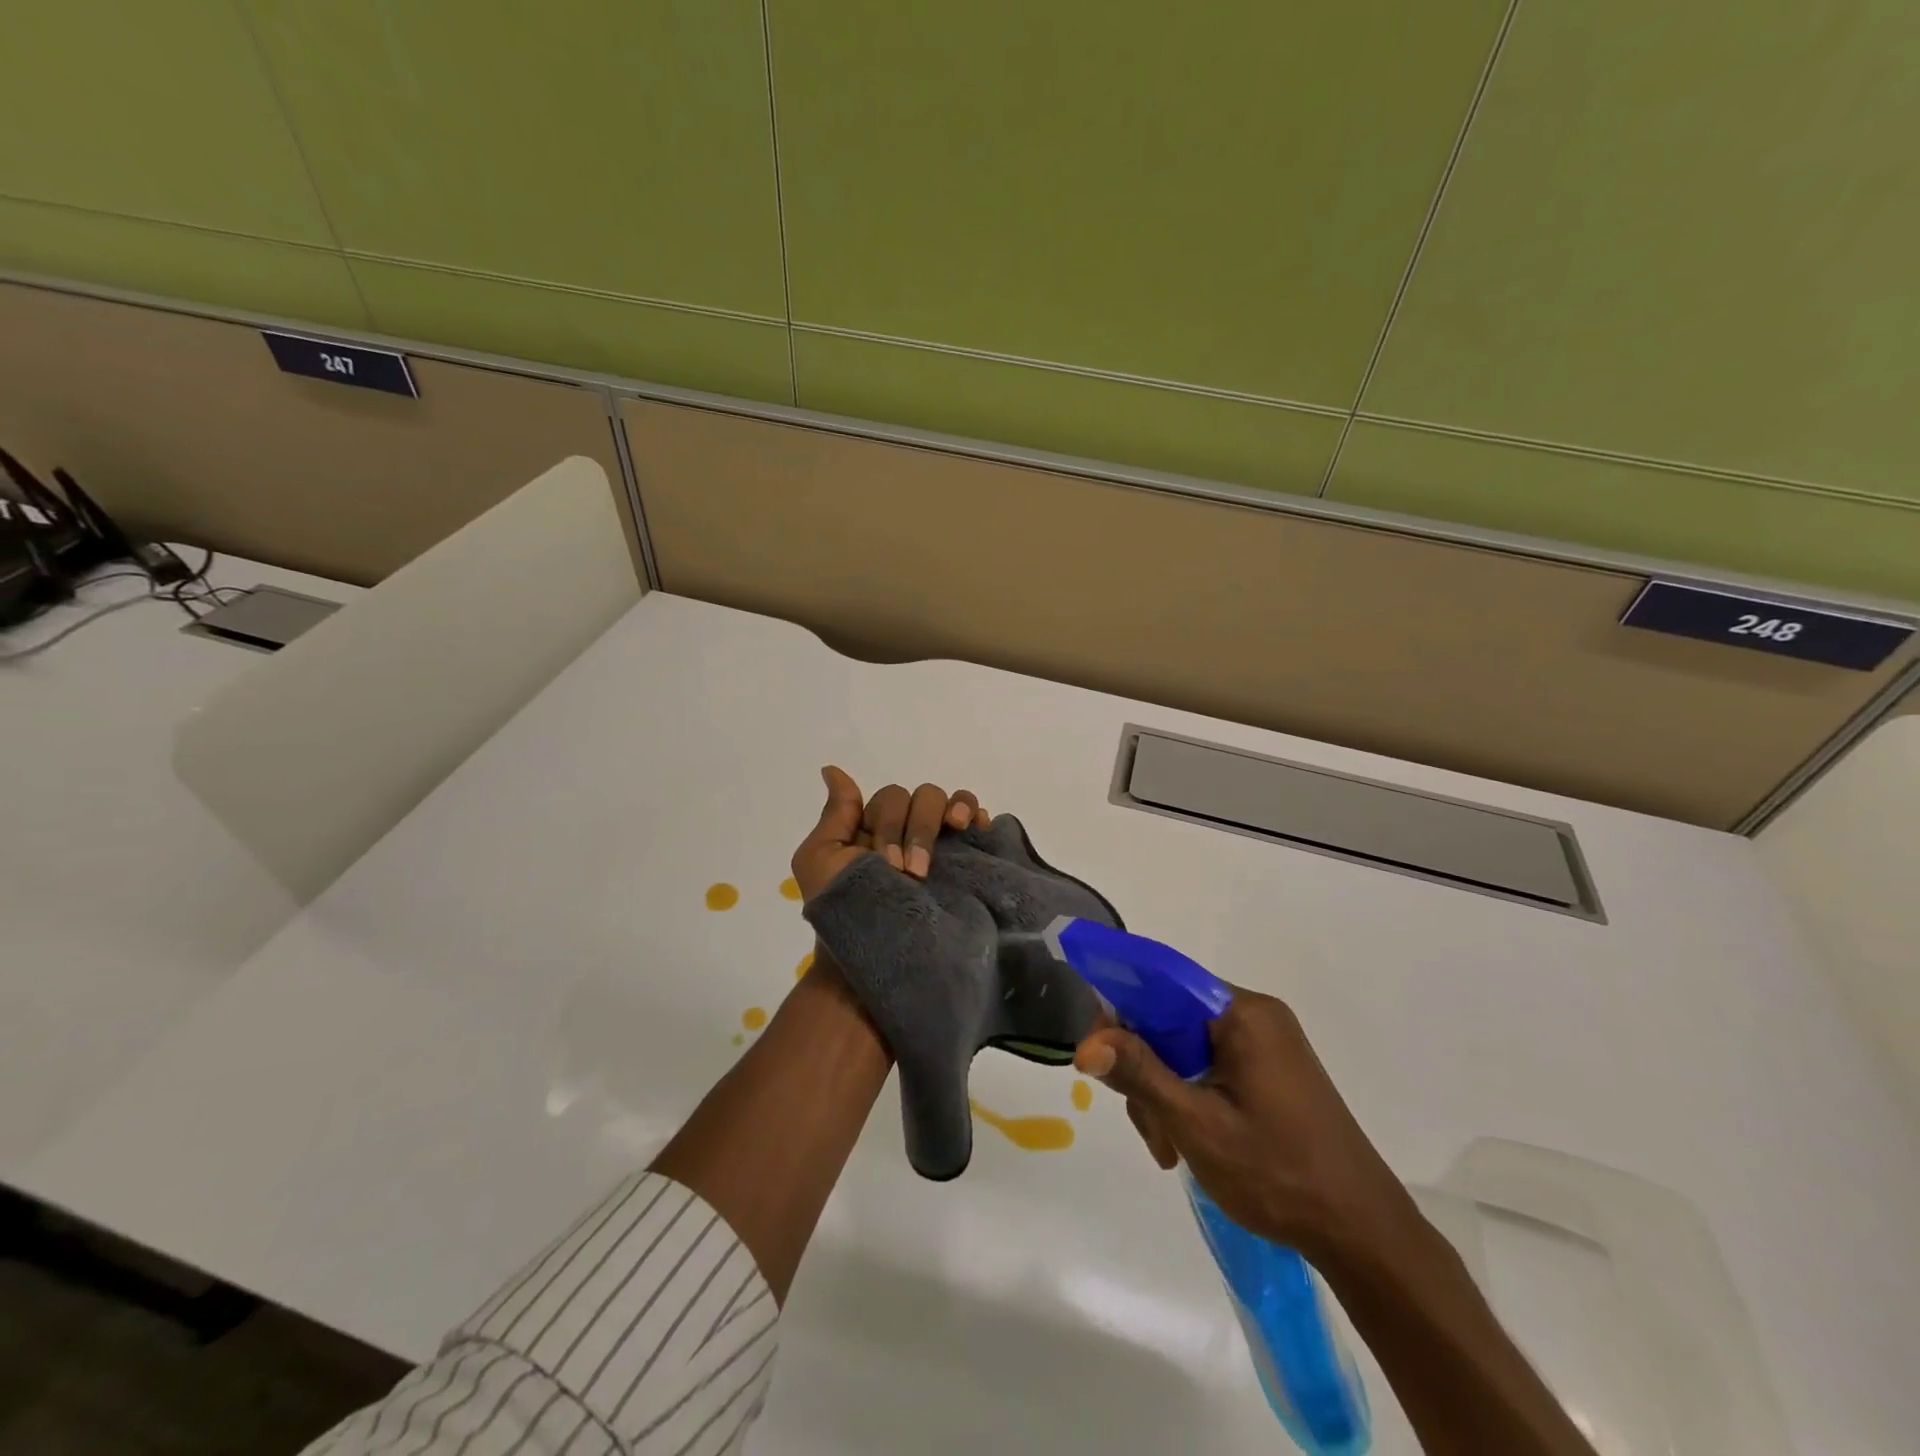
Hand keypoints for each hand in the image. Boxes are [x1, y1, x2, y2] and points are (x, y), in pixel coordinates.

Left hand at [789, 765, 989, 898]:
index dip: (890, 824)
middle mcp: (909, 831)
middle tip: (912, 872)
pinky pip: (976, 821)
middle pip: (923, 797)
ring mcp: (940, 846)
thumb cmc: (842, 912)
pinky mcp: (964, 861)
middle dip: (917, 829)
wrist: (875, 959)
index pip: (891, 798)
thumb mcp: (820, 861)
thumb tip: (832, 769)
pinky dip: (978, 814)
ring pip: (950, 802)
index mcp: (876, 828)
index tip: (886, 863)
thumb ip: (835, 815)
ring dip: (950, 813)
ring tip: (956, 830)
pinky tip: (978, 826)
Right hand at [1075, 989, 1418, 1265]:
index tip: (1097, 1055)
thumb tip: (1086, 1044)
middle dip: (1146, 1068)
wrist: (1363, 1234)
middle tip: (1148, 1127)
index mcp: (1243, 1013)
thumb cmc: (1278, 1174)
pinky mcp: (1270, 1069)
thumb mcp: (1197, 1125)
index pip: (1162, 983)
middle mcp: (1255, 1015)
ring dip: (1165, 1091)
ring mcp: (1266, 1042)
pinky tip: (1185, 1140)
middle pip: (1171, 1018)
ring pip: (1186, 1045)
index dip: (1121, 1010)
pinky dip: (1189, 1095)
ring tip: (1168, 1148)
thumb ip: (1140, 1075)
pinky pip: (1210, 1063)